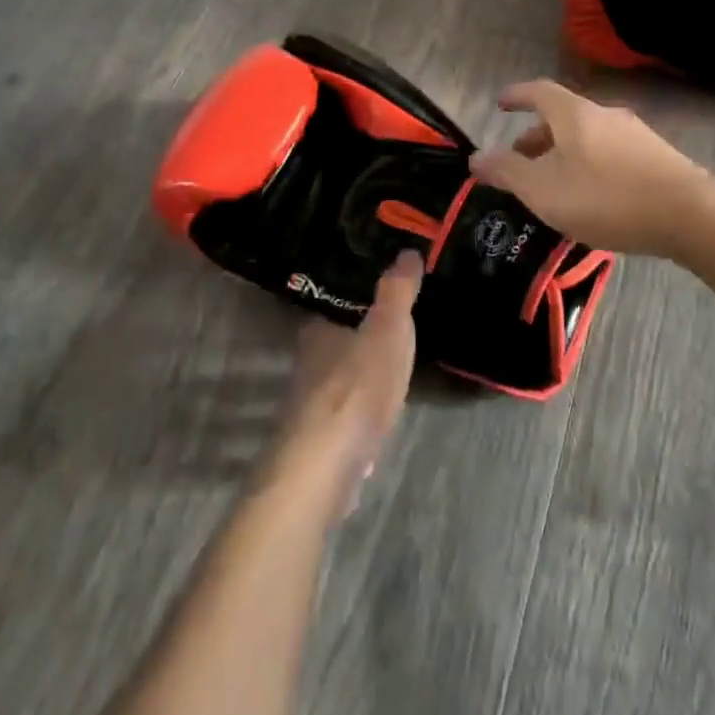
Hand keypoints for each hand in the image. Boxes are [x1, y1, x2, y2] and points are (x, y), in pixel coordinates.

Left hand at [265, 252, 420, 522]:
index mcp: (319, 330)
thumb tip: (407, 250)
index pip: (333, 304)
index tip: (378, 295)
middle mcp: (307, 362)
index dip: (354, 299)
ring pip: (338, 379)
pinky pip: (344, 415)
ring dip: (358, 375)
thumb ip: (397, 290)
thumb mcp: (388, 328)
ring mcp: (311, 404)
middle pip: (334, 342)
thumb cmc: (357, 384)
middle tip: (390, 329)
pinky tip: (378, 417)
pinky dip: (360, 411)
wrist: (327, 463)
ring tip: (390, 368)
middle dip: (357, 337)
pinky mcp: (320, 441)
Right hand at [468, 79, 714, 257]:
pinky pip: (609, 153)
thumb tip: (476, 157)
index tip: (500, 104)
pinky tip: (591, 196)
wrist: (690, 216)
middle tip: (520, 161)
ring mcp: (636, 134)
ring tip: (553, 184)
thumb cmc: (606, 198)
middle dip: (536, 136)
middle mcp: (605, 115)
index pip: (538, 91)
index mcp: (574, 114)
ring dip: (563, 153)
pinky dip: (588, 164)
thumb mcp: (544, 190)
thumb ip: (507, 172)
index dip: (516, 96)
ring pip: (587, 136)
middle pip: (563, 116)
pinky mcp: (657, 157)